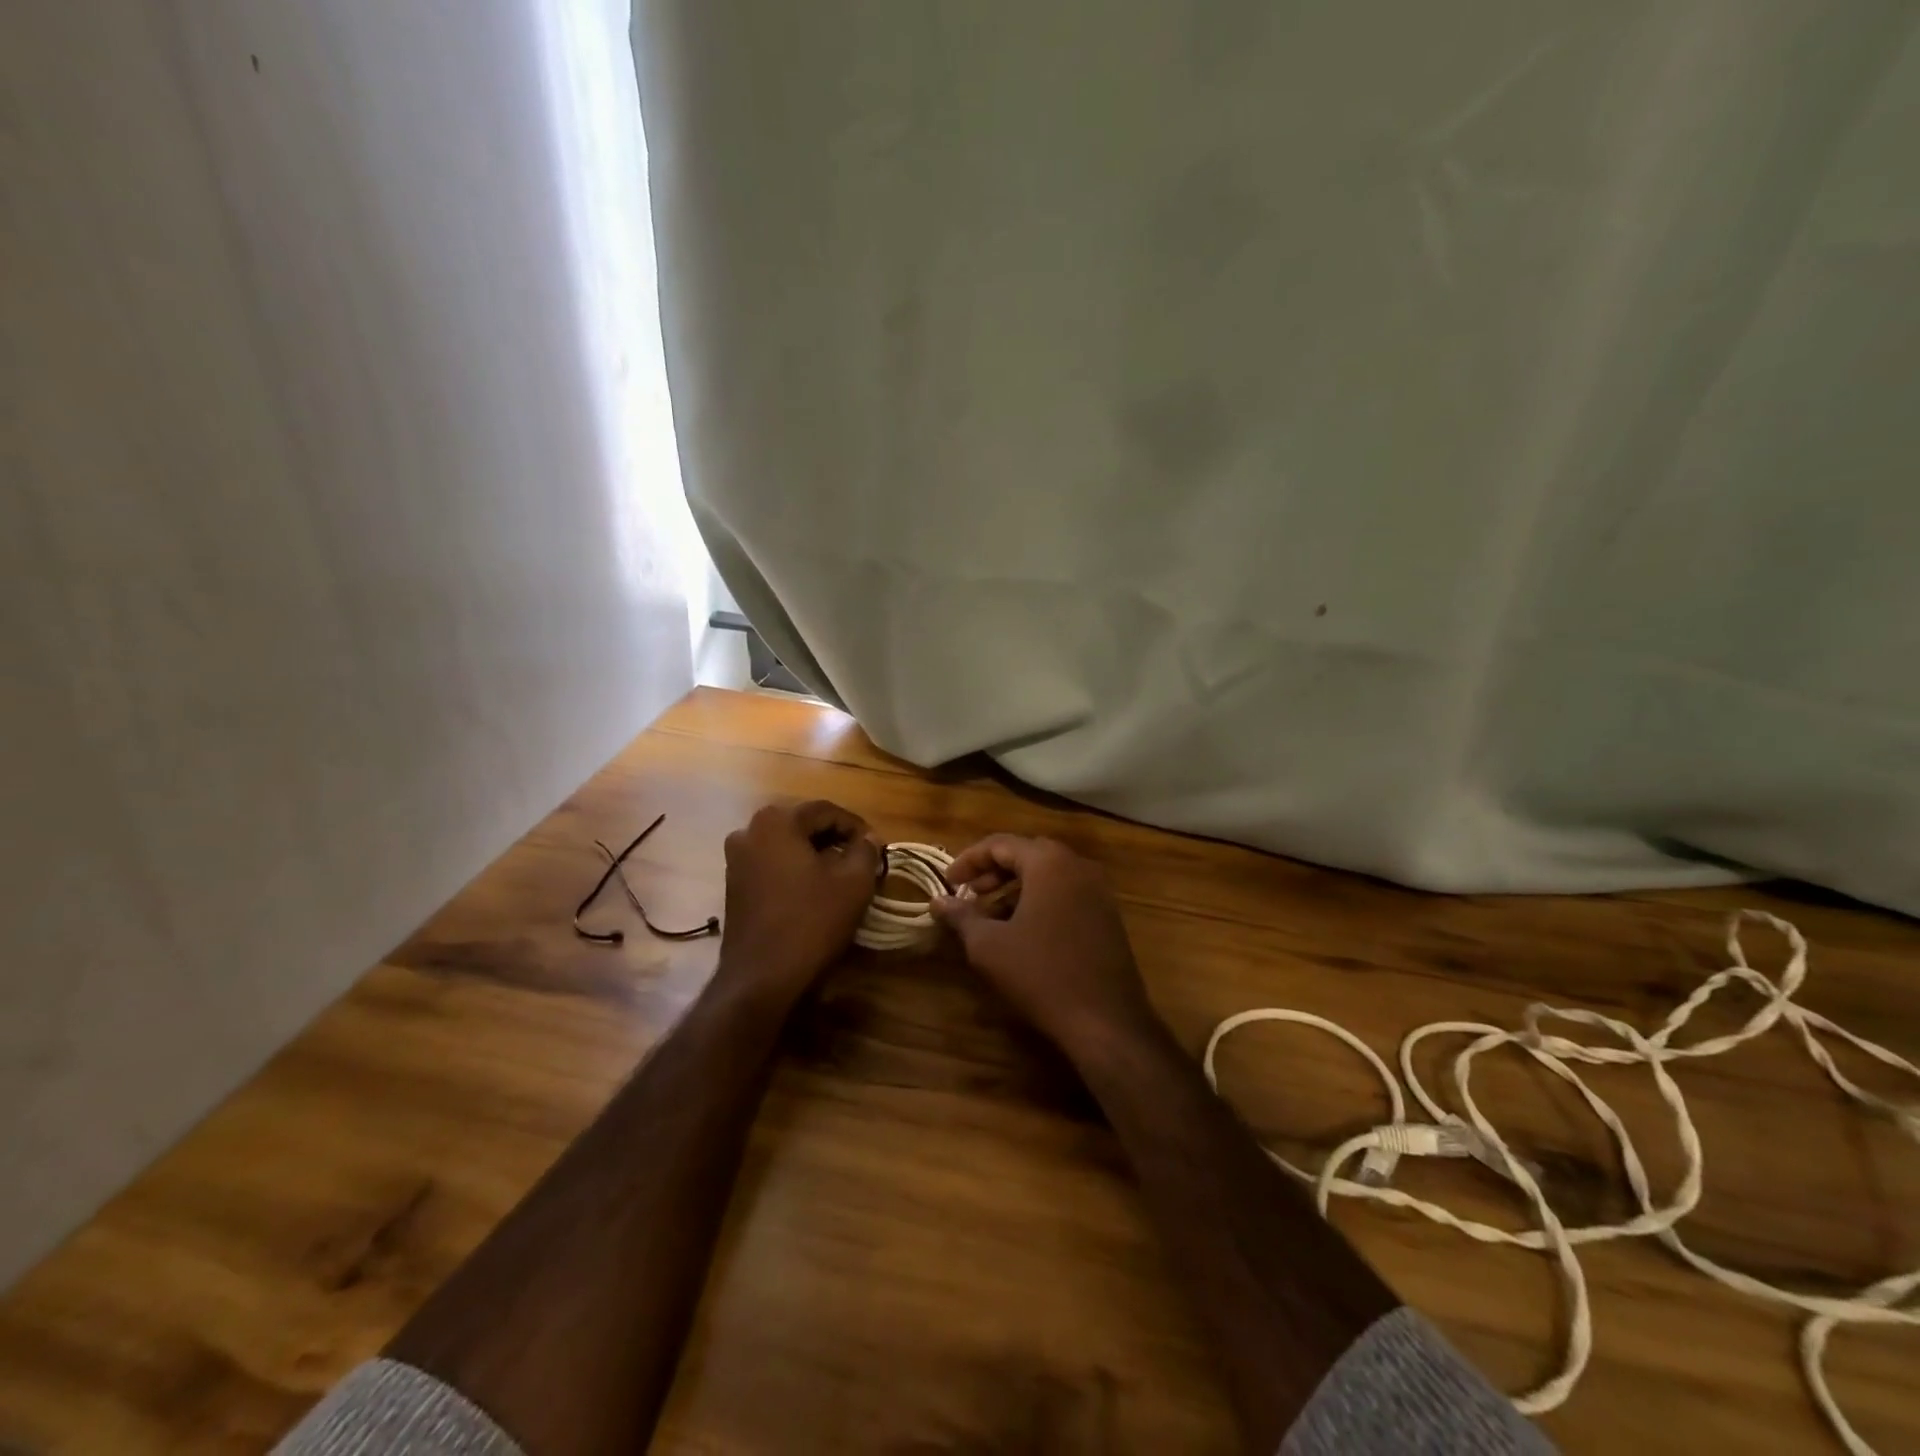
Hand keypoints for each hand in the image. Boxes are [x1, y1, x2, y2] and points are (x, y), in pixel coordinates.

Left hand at [716, 800, 881, 1004]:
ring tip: (841, 875)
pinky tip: (814, 891)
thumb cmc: (811, 921)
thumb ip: (866, 851)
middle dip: (835, 838)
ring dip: (815, 854)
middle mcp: (749, 830)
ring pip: (786, 845)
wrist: (761, 977)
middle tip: (862, 858)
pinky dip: (795, 869)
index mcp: (777, 821)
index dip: (856, 826)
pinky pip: (771, 864)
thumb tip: (869, 838)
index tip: (877, 846)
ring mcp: (736, 859)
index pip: (826, 810)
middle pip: (803, 824)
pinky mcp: (733, 885)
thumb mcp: (854, 883)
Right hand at [930, 835, 1159, 1058]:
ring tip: (990, 916)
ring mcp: (1098, 890)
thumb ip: (961, 916)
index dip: (968, 860)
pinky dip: (1040, 900)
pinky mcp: (1108, 915)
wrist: (1106, 1020)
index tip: (947, 883)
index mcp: (1049, 862)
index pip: (1000, 844)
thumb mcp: (988, 945)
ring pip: (1048, 874)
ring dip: (1016, 887)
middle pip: (1027, 854)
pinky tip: (1023, 930)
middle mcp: (1078, 865)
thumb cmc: (1040, 974)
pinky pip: (1067, 893)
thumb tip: (937, 901)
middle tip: (969, 894)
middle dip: (993, 871)